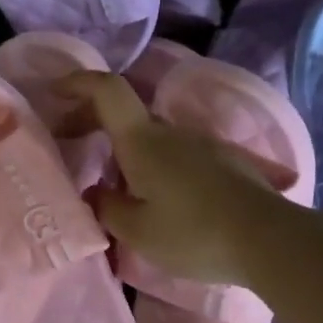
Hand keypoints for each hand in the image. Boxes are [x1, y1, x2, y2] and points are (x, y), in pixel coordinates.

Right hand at [61, 71, 288, 286]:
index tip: (54, 91)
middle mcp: (171, 132)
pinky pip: (177, 155)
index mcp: (142, 140)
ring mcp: (202, 144)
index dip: (78, 83)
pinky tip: (157, 198)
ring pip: (153, 137)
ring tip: (113, 184)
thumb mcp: (137, 231)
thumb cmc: (193, 233)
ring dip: (126, 149)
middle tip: (71, 143)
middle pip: (126, 115)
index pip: (107, 90)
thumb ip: (107, 208)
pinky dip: (154, 163)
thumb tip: (96, 193)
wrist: (268, 239)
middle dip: (93, 121)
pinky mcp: (224, 162)